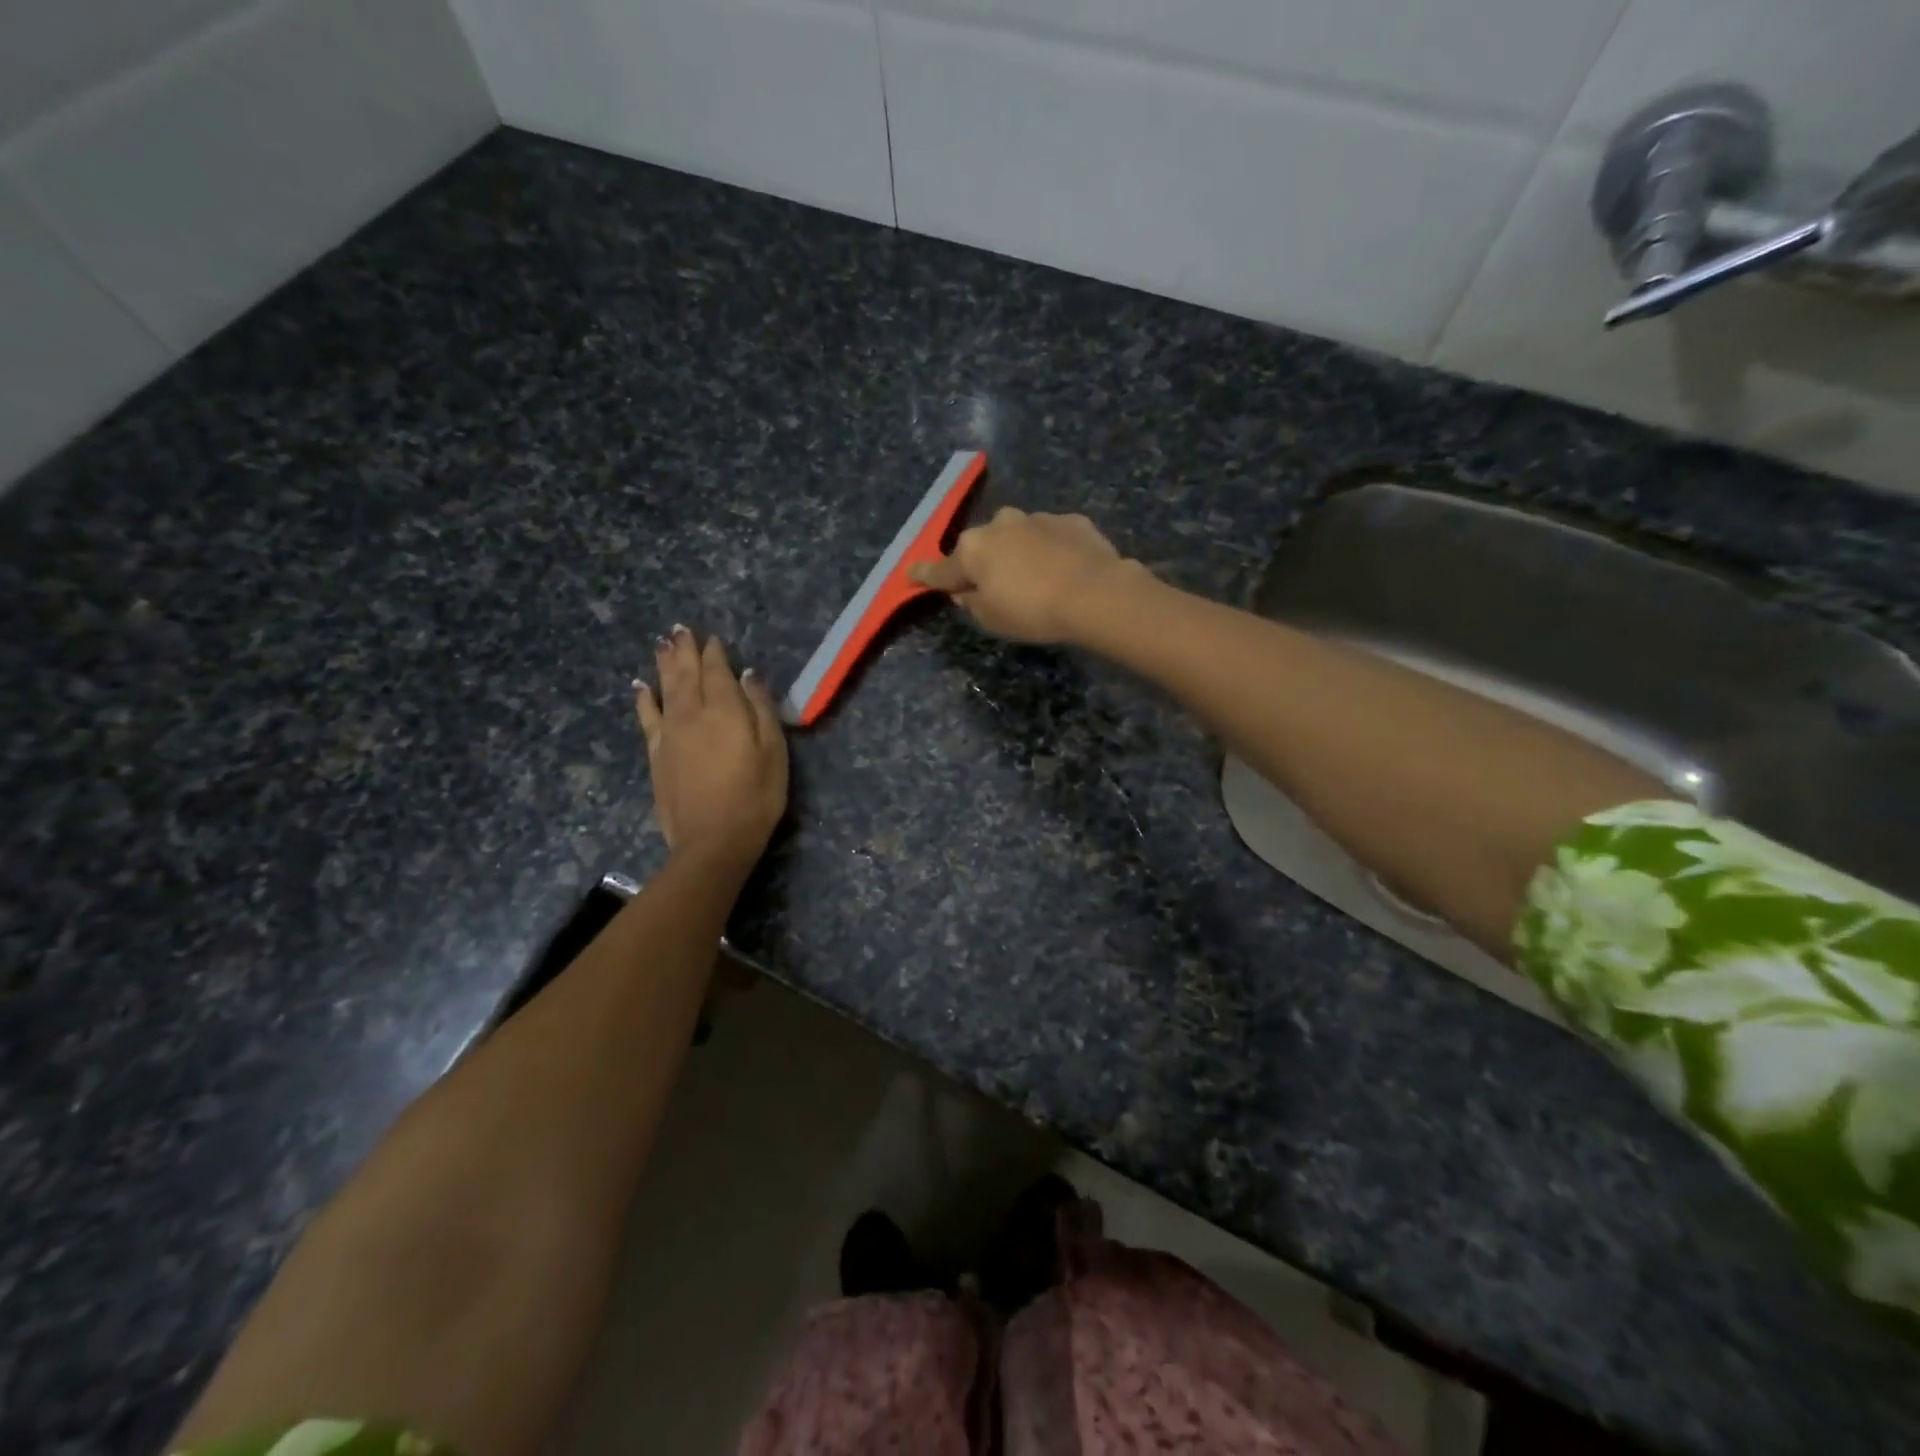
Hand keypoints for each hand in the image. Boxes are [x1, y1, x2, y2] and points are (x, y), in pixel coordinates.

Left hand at [635, 626, 787, 865]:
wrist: (712, 841)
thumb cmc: (755, 797)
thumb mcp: (773, 751)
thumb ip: (761, 709)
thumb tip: (749, 675)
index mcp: (725, 710)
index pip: (717, 671)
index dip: (715, 653)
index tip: (712, 637)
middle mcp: (692, 713)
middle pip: (686, 673)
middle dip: (685, 650)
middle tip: (681, 630)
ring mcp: (669, 733)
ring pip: (664, 688)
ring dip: (663, 664)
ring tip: (662, 644)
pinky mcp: (656, 753)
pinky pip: (647, 717)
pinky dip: (643, 698)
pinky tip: (640, 686)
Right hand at [908, 508, 1138, 643]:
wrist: (1095, 593)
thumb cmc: (1033, 611)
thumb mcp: (991, 619)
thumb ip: (971, 602)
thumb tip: (965, 590)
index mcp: (973, 550)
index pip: (941, 569)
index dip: (925, 575)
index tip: (911, 574)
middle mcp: (999, 524)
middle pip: (982, 547)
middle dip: (983, 562)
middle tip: (995, 588)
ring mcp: (1037, 518)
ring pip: (1017, 537)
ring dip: (1019, 554)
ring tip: (1037, 580)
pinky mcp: (1070, 521)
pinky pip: (1051, 537)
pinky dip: (1051, 551)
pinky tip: (1064, 570)